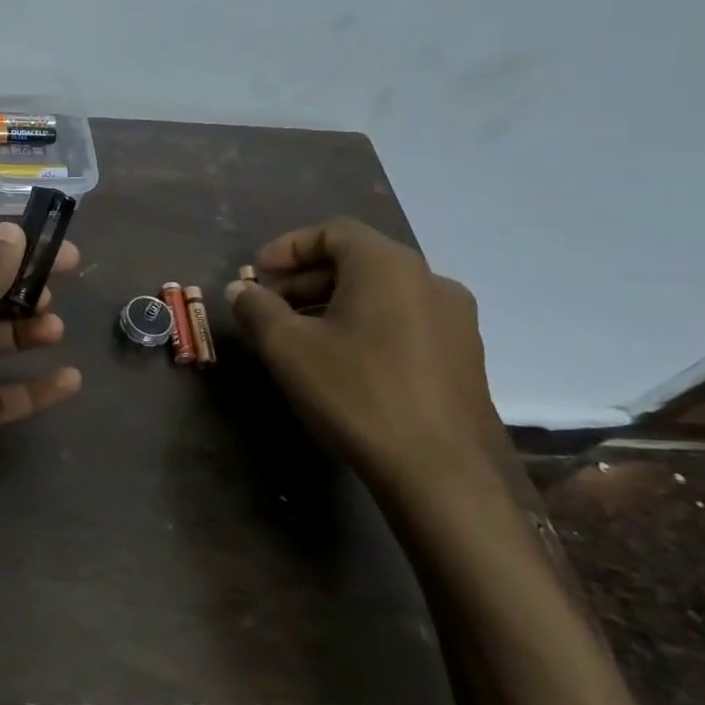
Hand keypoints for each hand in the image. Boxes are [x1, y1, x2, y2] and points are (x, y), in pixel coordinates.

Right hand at [225, 218, 509, 517]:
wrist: (441, 472)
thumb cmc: (356, 393)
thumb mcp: (287, 348)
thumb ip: (257, 309)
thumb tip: (240, 290)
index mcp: (388, 266)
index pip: (333, 231)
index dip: (288, 247)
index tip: (257, 274)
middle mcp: (430, 280)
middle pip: (358, 260)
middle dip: (306, 278)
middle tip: (269, 306)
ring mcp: (455, 319)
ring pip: (381, 292)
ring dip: (333, 302)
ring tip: (299, 334)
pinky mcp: (464, 356)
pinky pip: (404, 319)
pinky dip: (365, 323)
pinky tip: (342, 360)